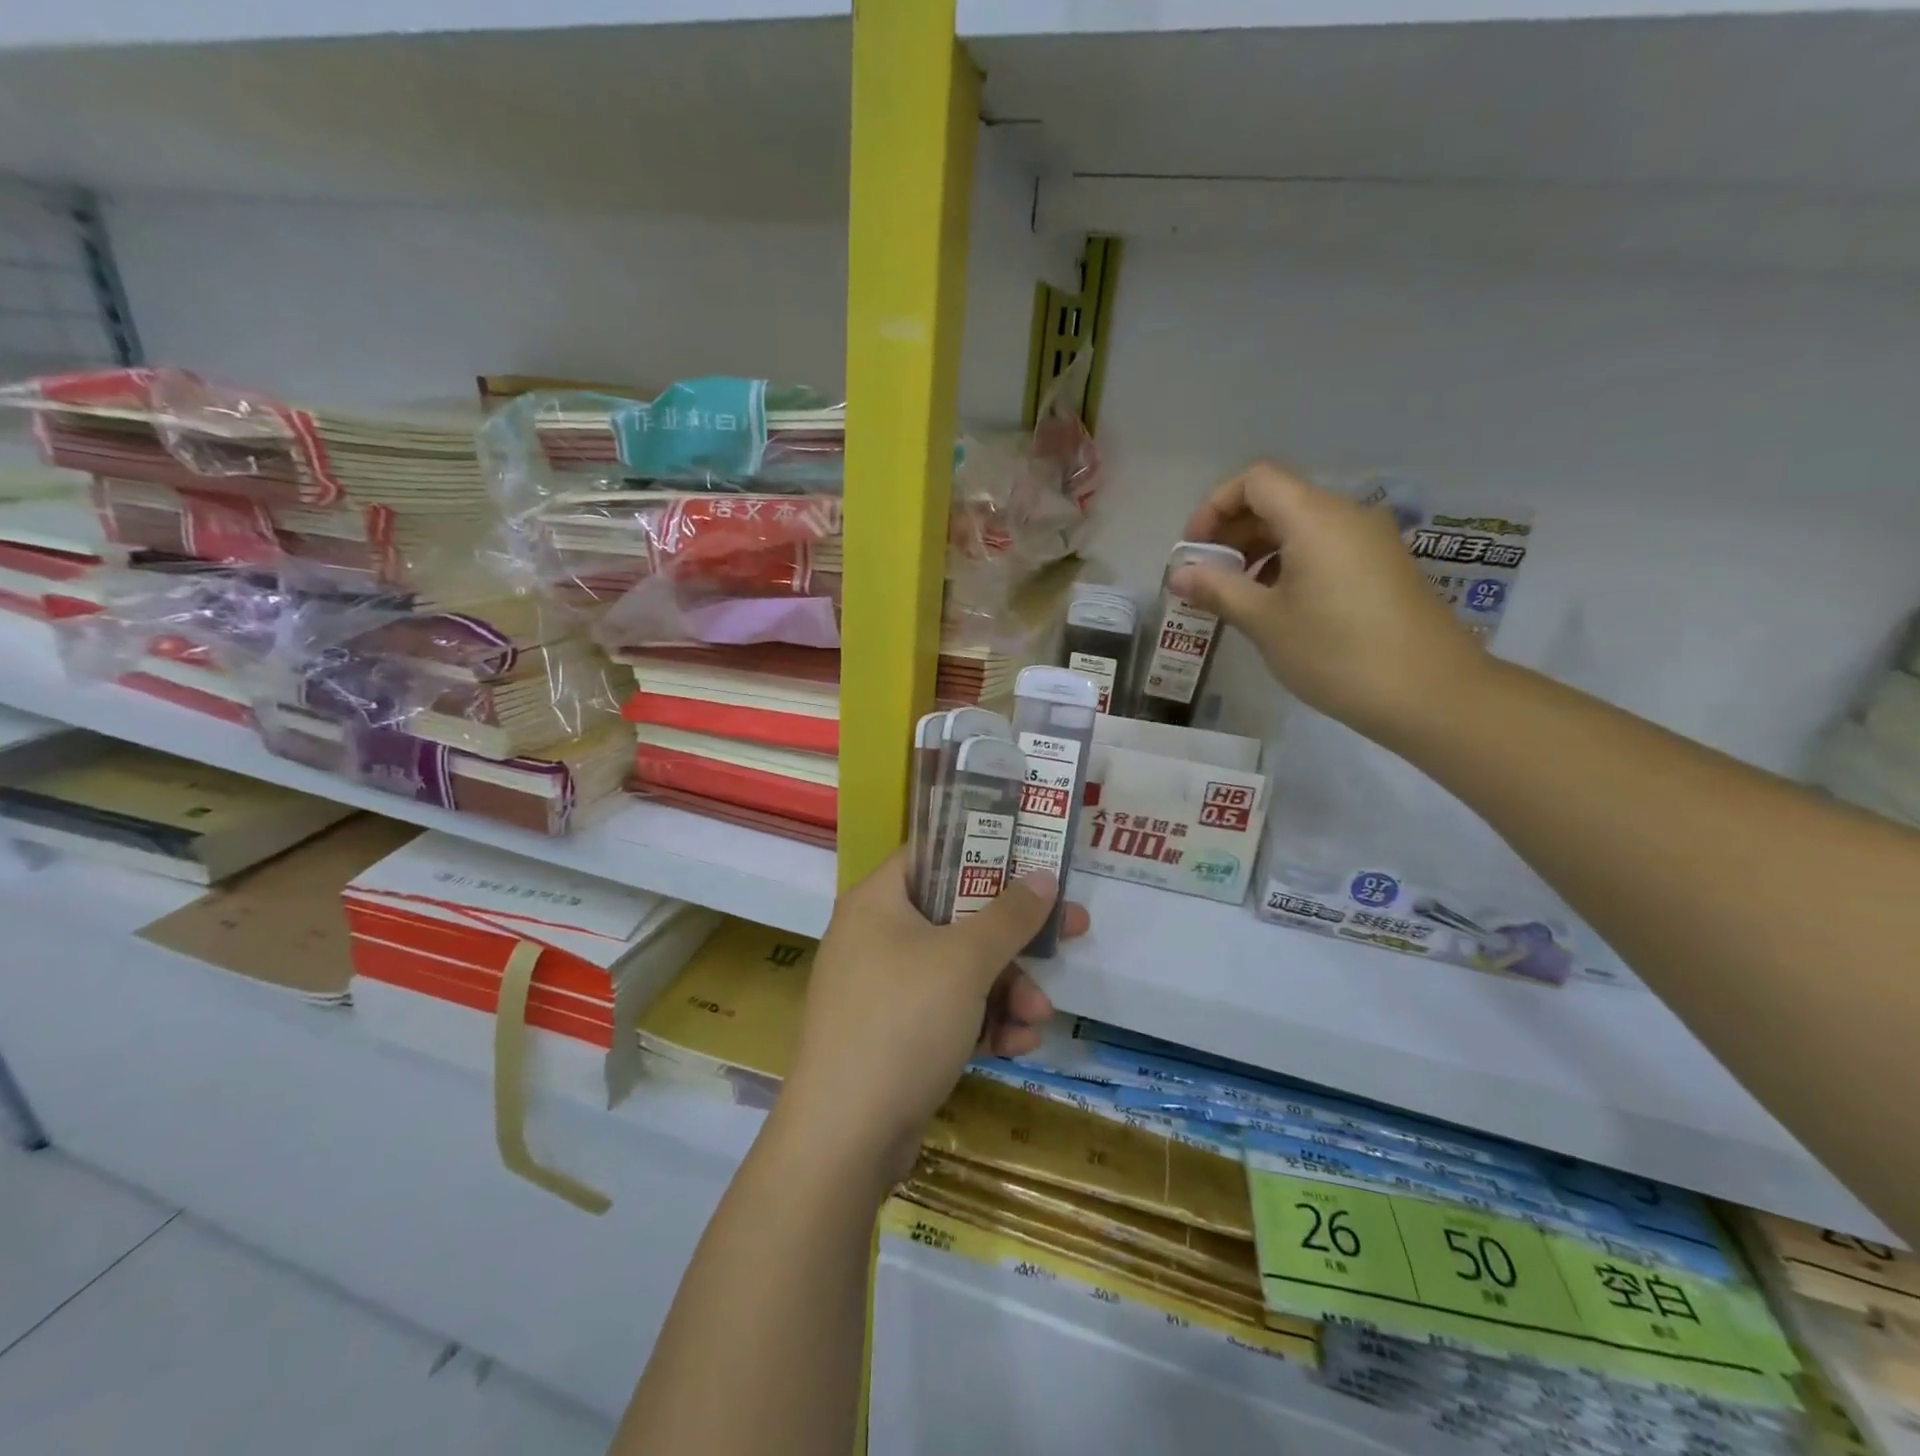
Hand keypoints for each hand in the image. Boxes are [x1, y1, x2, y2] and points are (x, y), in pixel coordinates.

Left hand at [775, 849, 1088, 1191]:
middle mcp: (875, 937)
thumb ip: (1009, 916)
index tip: (1031, 861)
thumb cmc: (903, 1022)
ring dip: (1006, 989)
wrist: (844, 1138)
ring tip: (1040, 1016)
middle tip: (1069, 934)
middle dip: (1012, 938)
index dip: (983, 852)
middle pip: (956, 916)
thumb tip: (1043, 877)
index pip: (932, 855)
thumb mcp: (965, 961)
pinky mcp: (892, 1036)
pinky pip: (946, 1012)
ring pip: (958, 970)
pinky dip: (982, 1023)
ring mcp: (882, 989)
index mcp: (878, 901)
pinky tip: (1018, 1045)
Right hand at [1173, 462, 1485, 740]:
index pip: (1255, 480)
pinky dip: (1290, 564)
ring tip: (1236, 596)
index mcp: (1315, 518)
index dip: (1215, 506)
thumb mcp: (1265, 622)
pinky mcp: (1383, 567)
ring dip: (1259, 551)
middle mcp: (1346, 515)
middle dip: (1233, 532)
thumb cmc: (1336, 653)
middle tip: (1206, 577)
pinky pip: (1325, 548)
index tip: (1195, 551)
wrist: (1429, 693)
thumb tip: (1179, 574)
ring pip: (1301, 526)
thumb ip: (1218, 590)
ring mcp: (1370, 541)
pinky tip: (1277, 606)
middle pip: (1277, 500)